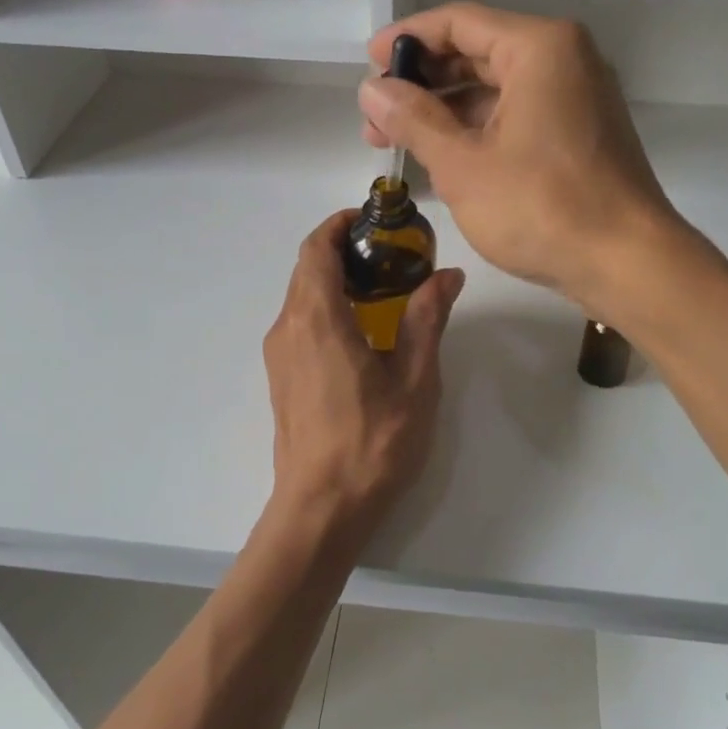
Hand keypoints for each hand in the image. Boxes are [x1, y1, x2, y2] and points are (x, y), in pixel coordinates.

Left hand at [262, 211, 465, 548]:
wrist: (321, 508)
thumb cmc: (372, 443)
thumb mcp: (414, 380)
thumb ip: (427, 320)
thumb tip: (448, 275)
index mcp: (317, 318)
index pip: (316, 248)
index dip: (340, 224)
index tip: (375, 220)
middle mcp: (288, 327)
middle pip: (307, 268)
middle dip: (343, 249)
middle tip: (391, 255)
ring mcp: (279, 354)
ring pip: (301, 296)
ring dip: (335, 280)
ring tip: (383, 290)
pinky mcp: (280, 377)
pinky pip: (300, 323)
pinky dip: (326, 307)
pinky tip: (362, 332)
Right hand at [359, 3, 686, 317]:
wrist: (627, 263)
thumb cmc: (542, 207)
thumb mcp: (463, 164)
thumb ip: (412, 119)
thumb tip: (372, 88)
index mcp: (539, 48)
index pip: (459, 22)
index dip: (407, 40)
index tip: (368, 64)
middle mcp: (564, 60)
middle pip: (478, 52)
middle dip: (423, 83)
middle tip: (377, 116)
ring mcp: (577, 97)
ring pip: (497, 89)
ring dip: (446, 111)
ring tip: (399, 141)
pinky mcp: (580, 133)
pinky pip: (518, 115)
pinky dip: (479, 130)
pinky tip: (443, 157)